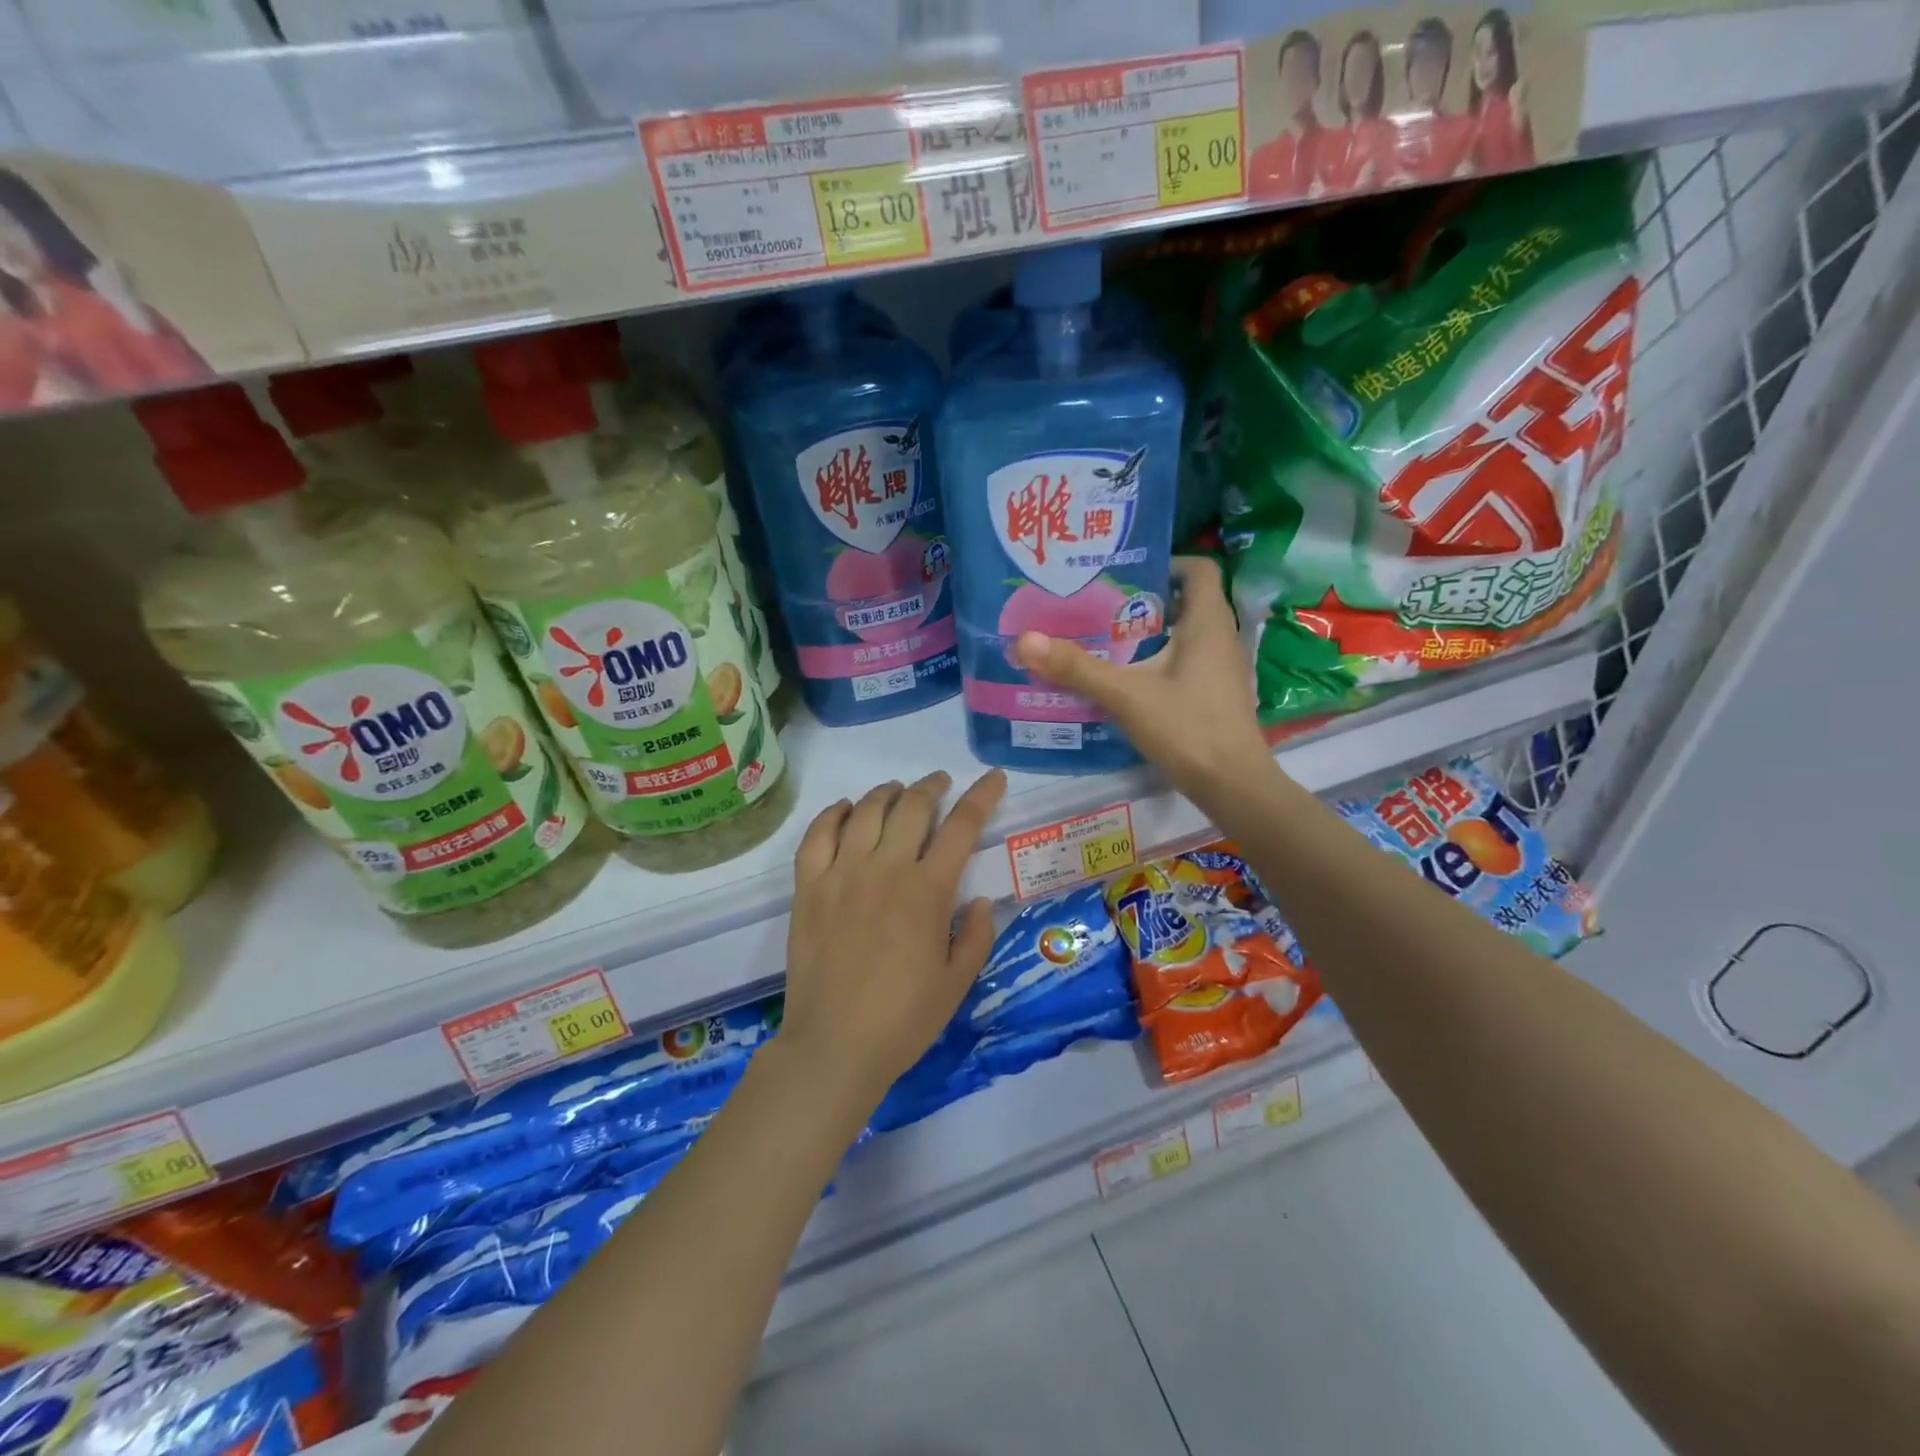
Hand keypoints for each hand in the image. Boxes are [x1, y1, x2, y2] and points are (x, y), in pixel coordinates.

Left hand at [781, 769, 1007, 1113]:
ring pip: (866, 811)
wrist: (834, 1046)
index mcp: (927, 891)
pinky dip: (834, 813)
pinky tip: (845, 809)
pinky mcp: (808, 887)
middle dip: (932, 786)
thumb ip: (977, 935)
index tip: (993, 778)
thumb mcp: (958, 982)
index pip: (962, 826)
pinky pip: (817, 834)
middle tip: (941, 783)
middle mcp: (885, 869)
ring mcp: (841, 874)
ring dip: (887, 793)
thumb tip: (981, 899)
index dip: (982, 796)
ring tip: (897, 792)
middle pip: (912, 807)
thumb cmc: (904, 1019)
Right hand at [1012, 556, 1273, 805]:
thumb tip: (1024, 640)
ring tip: (1103, 638)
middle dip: (1143, 599)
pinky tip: (1124, 679)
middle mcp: (1220, 638)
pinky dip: (1156, 661)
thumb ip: (1077, 668)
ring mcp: (1221, 670)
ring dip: (1148, 633)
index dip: (1167, 562)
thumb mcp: (1126, 695)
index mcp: (1208, 623)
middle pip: (1185, 601)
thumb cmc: (1187, 729)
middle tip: (1099, 604)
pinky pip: (1184, 662)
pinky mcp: (1215, 695)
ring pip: (1183, 635)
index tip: (1125, 573)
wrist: (1233, 786)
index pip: (1199, 569)